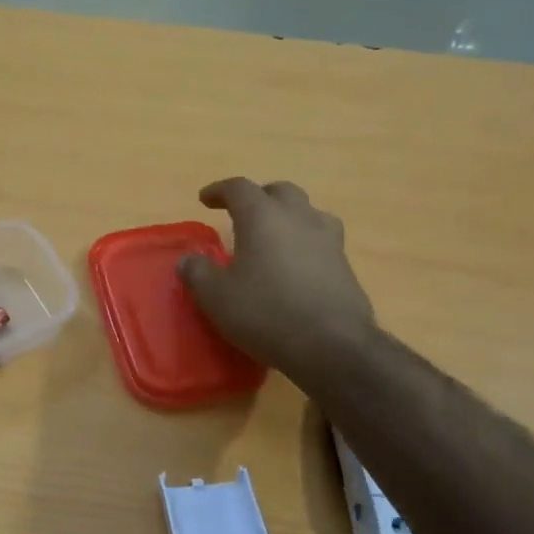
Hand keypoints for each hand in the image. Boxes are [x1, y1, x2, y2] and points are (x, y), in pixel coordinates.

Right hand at [178, 178, 376, 379]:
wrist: (332, 346)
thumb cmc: (266, 313)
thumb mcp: (215, 297)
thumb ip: (197, 273)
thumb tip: (188, 260)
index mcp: (262, 217)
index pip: (239, 188)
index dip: (219, 190)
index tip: (205, 199)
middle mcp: (298, 218)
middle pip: (280, 191)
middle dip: (259, 196)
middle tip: (242, 212)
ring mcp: (328, 240)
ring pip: (308, 212)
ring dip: (289, 216)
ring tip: (275, 235)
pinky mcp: (345, 266)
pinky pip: (322, 241)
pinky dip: (305, 244)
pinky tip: (296, 265)